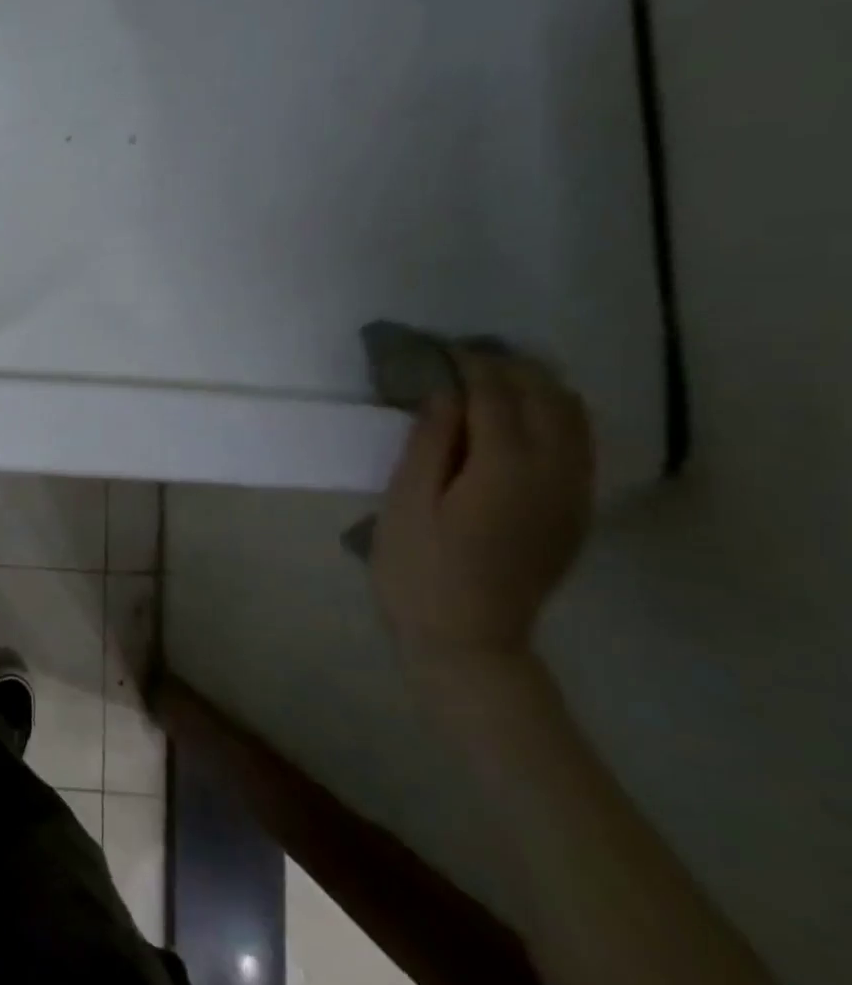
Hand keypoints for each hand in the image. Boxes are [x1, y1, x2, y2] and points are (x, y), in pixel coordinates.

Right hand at [371, 350, 592, 666]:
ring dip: (536, 388)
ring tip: (491, 378)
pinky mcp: (574, 512)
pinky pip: (578, 445)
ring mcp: (573, 494)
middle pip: (547, 398)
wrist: (468, 639)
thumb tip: (446, 393)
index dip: (470, 364)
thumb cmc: (419, 569)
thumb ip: (431, 442)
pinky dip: (552, 417)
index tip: (441, 346)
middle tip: (463, 357)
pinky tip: (517, 419)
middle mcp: (555, 473)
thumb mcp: (406, 501)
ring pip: (574, 418)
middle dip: (509, 369)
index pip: (497, 395)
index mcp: (506, 468)